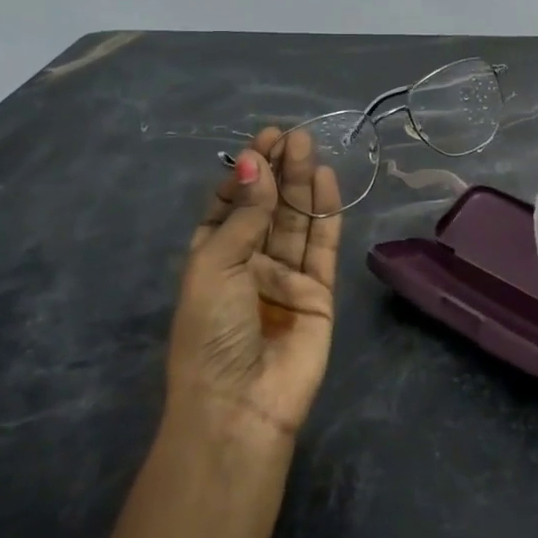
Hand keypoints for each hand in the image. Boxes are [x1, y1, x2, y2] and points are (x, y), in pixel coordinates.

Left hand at [166, 128, 341, 441]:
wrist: (241, 403)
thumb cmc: (211, 332)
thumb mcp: (215, 266)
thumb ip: (244, 216)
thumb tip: (255, 164)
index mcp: (213, 258)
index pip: (230, 205)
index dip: (246, 173)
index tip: (261, 141)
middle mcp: (250, 263)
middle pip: (267, 208)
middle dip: (278, 171)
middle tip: (293, 135)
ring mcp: (286, 277)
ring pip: (296, 221)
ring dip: (301, 184)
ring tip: (308, 145)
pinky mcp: (319, 292)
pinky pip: (322, 246)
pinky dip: (325, 214)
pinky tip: (326, 181)